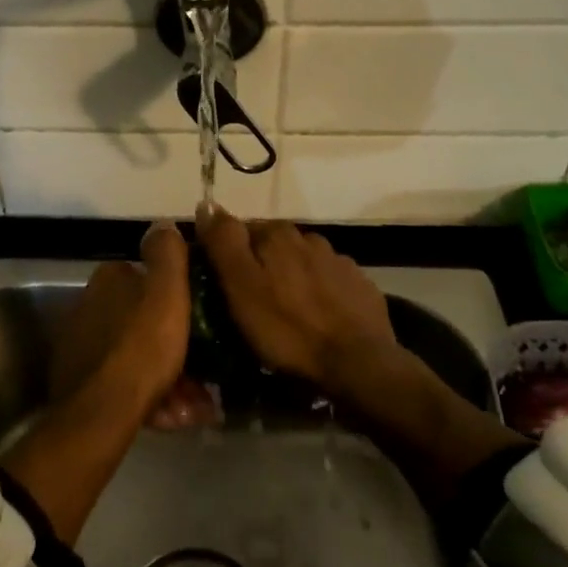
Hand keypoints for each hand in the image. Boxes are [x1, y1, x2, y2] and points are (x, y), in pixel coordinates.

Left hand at [52, 222, 212, 427]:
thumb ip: (168, 253)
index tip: (202, 321)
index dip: (178, 298)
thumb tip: (163, 224)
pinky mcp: (81, 383)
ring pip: (138, 357)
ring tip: (194, 406)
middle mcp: (89, 306)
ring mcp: (82, 347)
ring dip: (170, 379)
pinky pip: (125, 384)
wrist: (102, 413)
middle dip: (176, 346)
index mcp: (108, 279)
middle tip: (205, 375)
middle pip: (144, 322)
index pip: (147, 277)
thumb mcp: (167, 291)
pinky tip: (173, 417)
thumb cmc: (142, 345)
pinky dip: (150, 398)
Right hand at [195, 207, 393, 392]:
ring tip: (285, 312)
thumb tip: (207, 203)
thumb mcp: (241, 287)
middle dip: (262, 265)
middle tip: (252, 301)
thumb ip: (223, 242)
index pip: (241, 230)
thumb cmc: (287, 328)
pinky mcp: (360, 286)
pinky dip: (319, 293)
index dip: (229, 255)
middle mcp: (309, 237)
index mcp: (276, 234)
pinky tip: (317, 317)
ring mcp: (338, 261)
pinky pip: (330, 282)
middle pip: (273, 245)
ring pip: (303, 262)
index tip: (223, 283)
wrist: (358, 363)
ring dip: (291, 278)